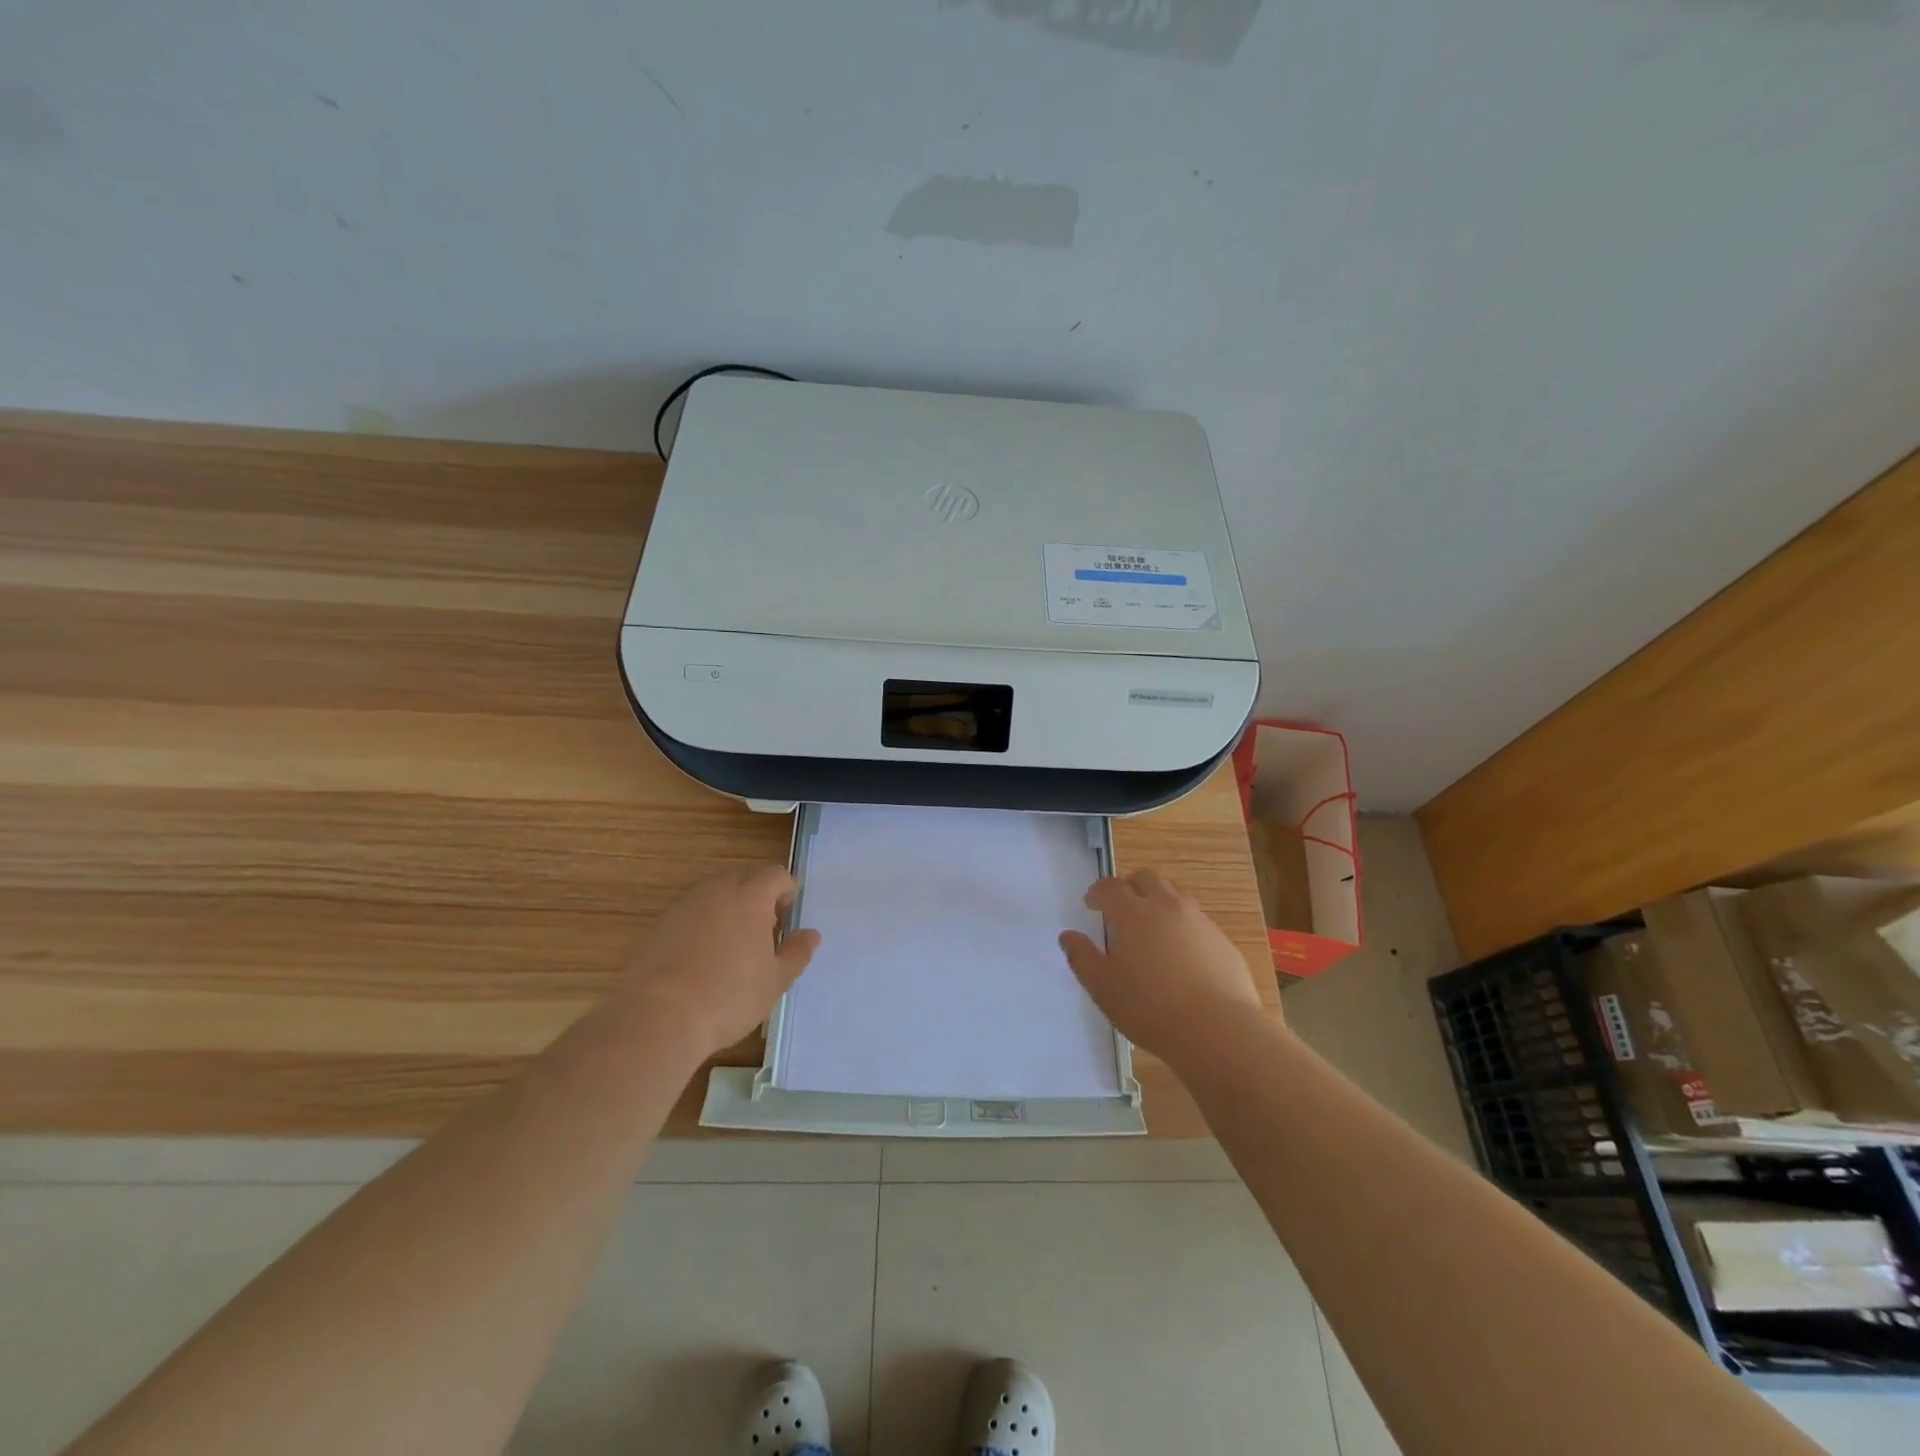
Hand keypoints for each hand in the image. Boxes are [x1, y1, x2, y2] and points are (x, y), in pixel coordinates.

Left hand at [617, 865, 820, 1055]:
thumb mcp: (775, 980)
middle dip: (758, 897)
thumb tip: (811, 935)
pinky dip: (702, 926)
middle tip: (764, 932)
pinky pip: (690, 914)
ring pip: (714, 895)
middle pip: (744, 878)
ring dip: (728, 910)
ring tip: (732, 948)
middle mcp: (716, 890)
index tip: (788, 917)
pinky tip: (701, 960)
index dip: (786, 891)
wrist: (658, 1016)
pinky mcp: (659, 925)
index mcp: (750, 896)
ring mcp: (683, 905)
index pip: (776, 874)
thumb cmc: (729, 996)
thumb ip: (797, 953)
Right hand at [1058, 869, 1262, 1065]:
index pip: (1110, 887)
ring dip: (1158, 901)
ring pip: (1175, 894)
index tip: (1091, 904)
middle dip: (1129, 887)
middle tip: (1121, 908)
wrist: (1219, 1030)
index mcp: (1133, 913)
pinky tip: (1180, 954)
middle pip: (1146, 878)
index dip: (1098, 892)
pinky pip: (1197, 920)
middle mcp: (1167, 906)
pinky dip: (1182, 924)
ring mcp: (1199, 920)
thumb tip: (1068, 936)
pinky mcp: (1222, 940)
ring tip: (1151, 927)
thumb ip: (1082, 957)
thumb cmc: (1150, 1008)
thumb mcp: (1103, 988)